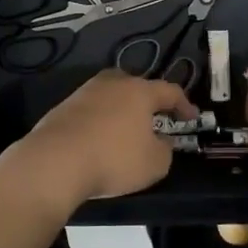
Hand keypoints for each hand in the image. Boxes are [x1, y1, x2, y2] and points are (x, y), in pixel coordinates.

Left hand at [1, 70, 196, 210]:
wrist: (55, 161)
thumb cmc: (113, 159)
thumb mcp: (155, 163)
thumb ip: (165, 150)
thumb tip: (161, 141)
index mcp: (140, 91)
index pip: (169, 91)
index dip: (184, 104)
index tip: (191, 118)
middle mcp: (113, 83)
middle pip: (136, 85)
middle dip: (148, 100)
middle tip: (155, 118)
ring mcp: (85, 92)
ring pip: (111, 95)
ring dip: (121, 110)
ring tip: (125, 130)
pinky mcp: (63, 107)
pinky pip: (91, 110)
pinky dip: (100, 121)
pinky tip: (98, 139)